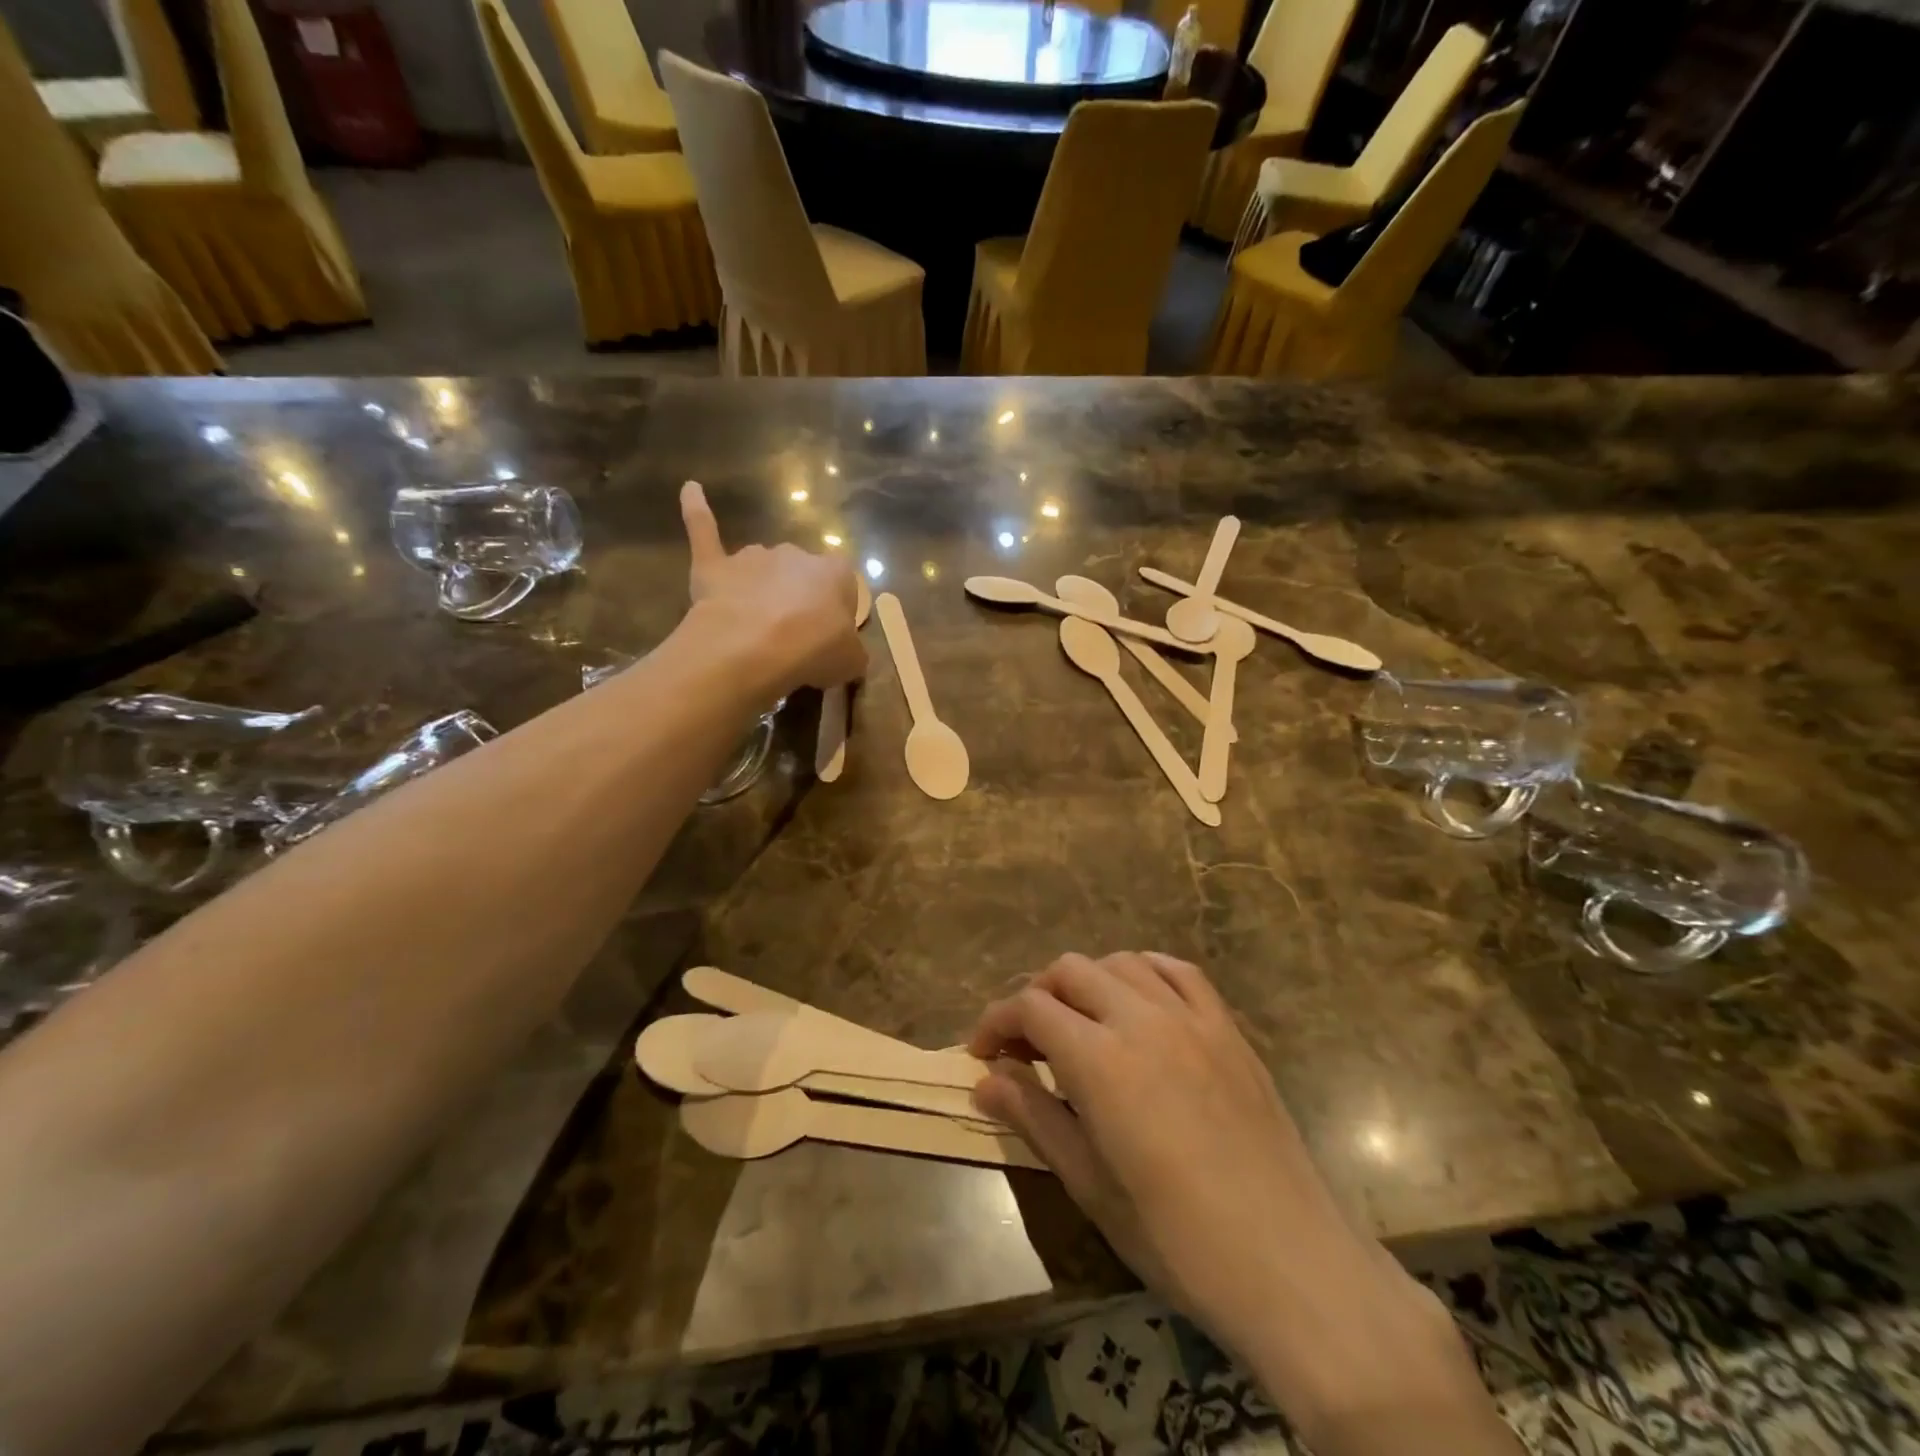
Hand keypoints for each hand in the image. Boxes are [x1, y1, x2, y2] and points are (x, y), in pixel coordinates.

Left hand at [680, 481, 865, 696]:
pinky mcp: (714, 565)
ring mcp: (753, 557)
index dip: (835, 612)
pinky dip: (697, 511)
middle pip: (799, 576)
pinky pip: (705, 531)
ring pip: (761, 570)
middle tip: (791, 638)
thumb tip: (845, 651)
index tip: (828, 637)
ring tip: (754, 630)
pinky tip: (690, 490)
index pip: (842, 585)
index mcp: (835, 573)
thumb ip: (850, 650)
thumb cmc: (813, 652)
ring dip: (761, 591)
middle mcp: (796, 554)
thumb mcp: (851, 662)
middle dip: (796, 601)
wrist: (753, 650)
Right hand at [971, 954, 1507, 1453]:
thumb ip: (1033, 1117)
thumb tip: (984, 1080)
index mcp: (1099, 1058)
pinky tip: (1137, 999)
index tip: (981, 1054)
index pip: (1029, 1008)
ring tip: (1079, 1023)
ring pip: (1121, 963)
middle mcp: (1141, 1018)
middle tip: (1026, 1044)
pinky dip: (1145, 972)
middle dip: (1036, 997)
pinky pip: (1179, 972)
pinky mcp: (1228, 1028)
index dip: (995, 1023)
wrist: (1288, 1262)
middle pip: (1069, 971)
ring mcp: (1191, 1017)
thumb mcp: (1089, 1184)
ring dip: (1087, 982)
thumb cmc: (1175, 1236)